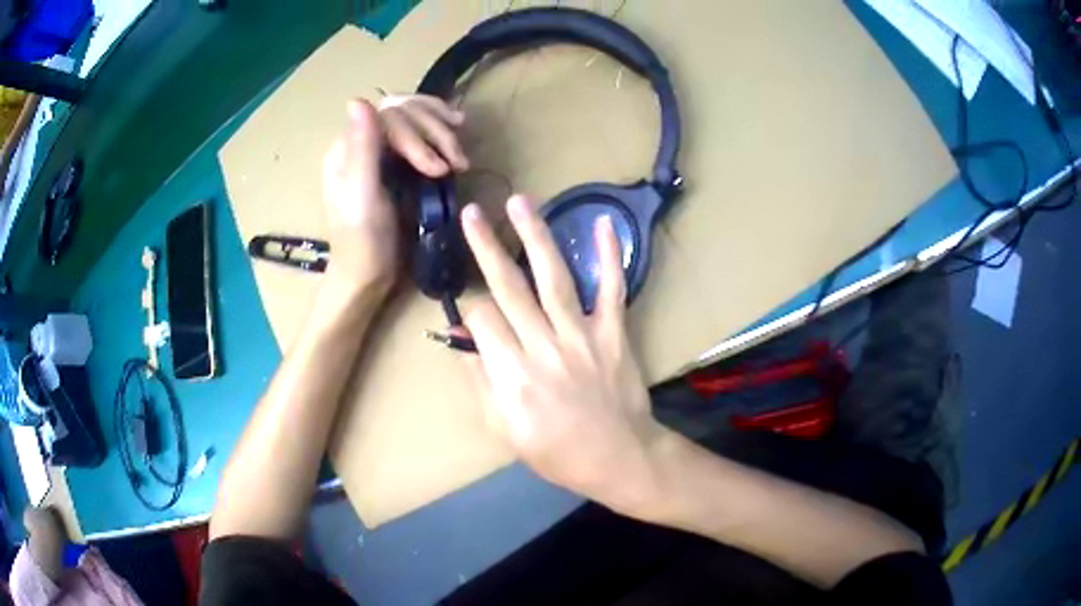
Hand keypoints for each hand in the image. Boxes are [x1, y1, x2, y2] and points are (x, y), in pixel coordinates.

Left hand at [321, 95, 467, 294]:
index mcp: (347, 148)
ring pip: (415, 119)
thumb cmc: (363, 242)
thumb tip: (357, 100)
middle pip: (404, 112)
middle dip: (434, 131)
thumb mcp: (362, 196)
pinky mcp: (397, 164)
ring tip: (461, 159)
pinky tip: (457, 141)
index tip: (437, 169)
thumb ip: (361, 148)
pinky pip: (421, 136)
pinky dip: (441, 136)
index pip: (389, 116)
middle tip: (458, 161)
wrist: (368, 275)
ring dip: (442, 133)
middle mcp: (363, 142)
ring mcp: (381, 151)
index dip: (417, 134)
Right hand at [459, 195, 668, 514]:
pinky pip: (611, 290)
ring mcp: (581, 335)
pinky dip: (608, 257)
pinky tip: (603, 224)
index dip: (469, 309)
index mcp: (512, 374)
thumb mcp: (503, 430)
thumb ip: (480, 383)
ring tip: (519, 201)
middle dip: (485, 246)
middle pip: (508, 287)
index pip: (481, 319)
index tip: (470, 310)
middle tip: (472, 212)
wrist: (618, 457)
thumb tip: (462, 342)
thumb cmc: (556, 451)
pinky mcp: (613, 332)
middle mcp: (543, 345)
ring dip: (534, 236)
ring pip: (552, 277)